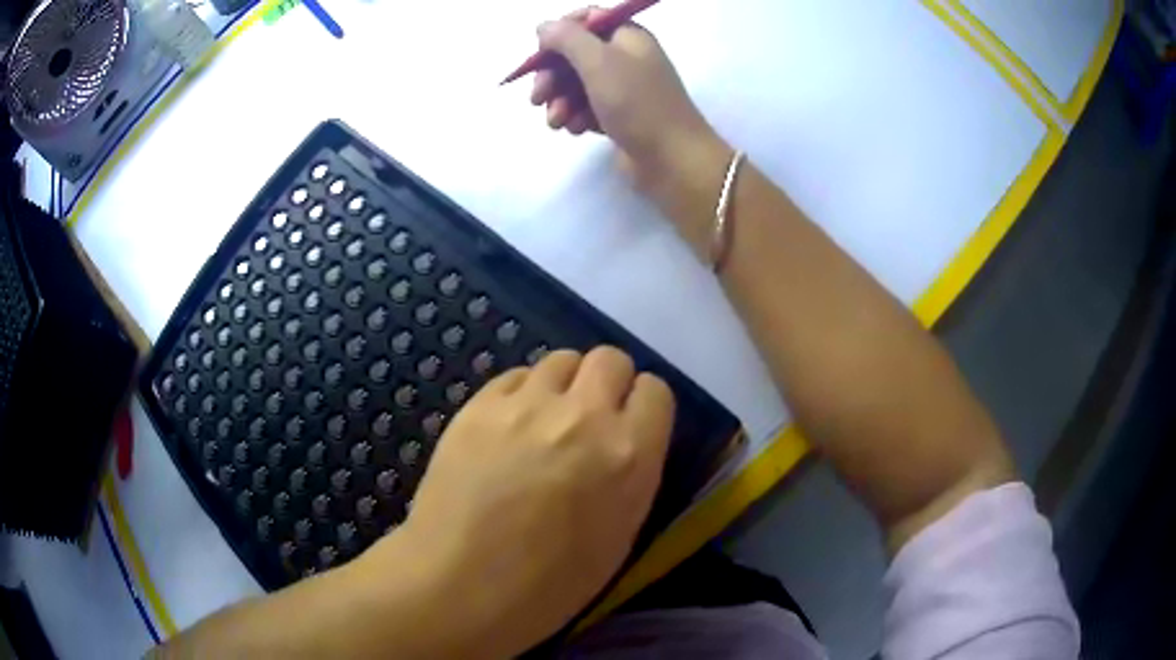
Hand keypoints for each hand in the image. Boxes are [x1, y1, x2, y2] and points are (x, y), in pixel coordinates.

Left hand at [373, 347, 674, 657]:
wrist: (460, 586)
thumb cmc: (549, 585)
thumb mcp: (619, 536)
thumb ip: (631, 475)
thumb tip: (624, 444)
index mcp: (629, 455)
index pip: (655, 391)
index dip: (643, 408)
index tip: (631, 426)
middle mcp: (584, 416)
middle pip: (610, 359)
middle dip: (608, 383)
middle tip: (591, 419)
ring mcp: (526, 405)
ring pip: (561, 360)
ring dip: (564, 386)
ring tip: (546, 422)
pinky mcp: (479, 405)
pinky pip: (515, 377)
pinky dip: (521, 394)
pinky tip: (508, 429)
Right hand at [532, 9, 716, 177]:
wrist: (673, 160)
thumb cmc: (637, 104)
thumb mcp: (599, 62)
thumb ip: (567, 38)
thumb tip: (544, 26)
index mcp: (628, 36)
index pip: (587, 19)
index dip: (560, 33)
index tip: (541, 53)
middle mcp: (626, 57)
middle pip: (576, 54)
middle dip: (553, 75)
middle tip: (537, 97)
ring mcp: (624, 88)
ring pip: (577, 84)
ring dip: (560, 100)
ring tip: (556, 122)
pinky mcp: (620, 116)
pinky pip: (588, 108)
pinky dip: (577, 116)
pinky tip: (576, 130)